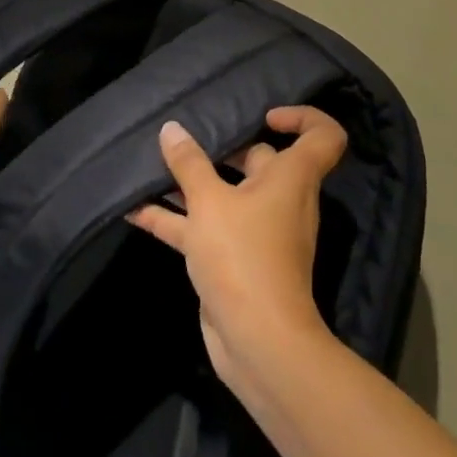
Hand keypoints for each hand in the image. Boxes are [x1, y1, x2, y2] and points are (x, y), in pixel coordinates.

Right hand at [126, 106, 347, 385]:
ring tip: (151, 166)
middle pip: (259, 162)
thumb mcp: (210, 202)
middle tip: (185, 137)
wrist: (257, 340)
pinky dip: (174, 219)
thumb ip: (189, 164)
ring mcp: (255, 233)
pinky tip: (134, 210)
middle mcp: (280, 201)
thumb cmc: (243, 255)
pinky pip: (203, 228)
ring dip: (190, 184)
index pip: (322, 137)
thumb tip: (172, 129)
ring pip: (224, 196)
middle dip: (223, 148)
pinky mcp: (231, 260)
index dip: (303, 117)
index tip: (264, 115)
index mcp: (291, 179)